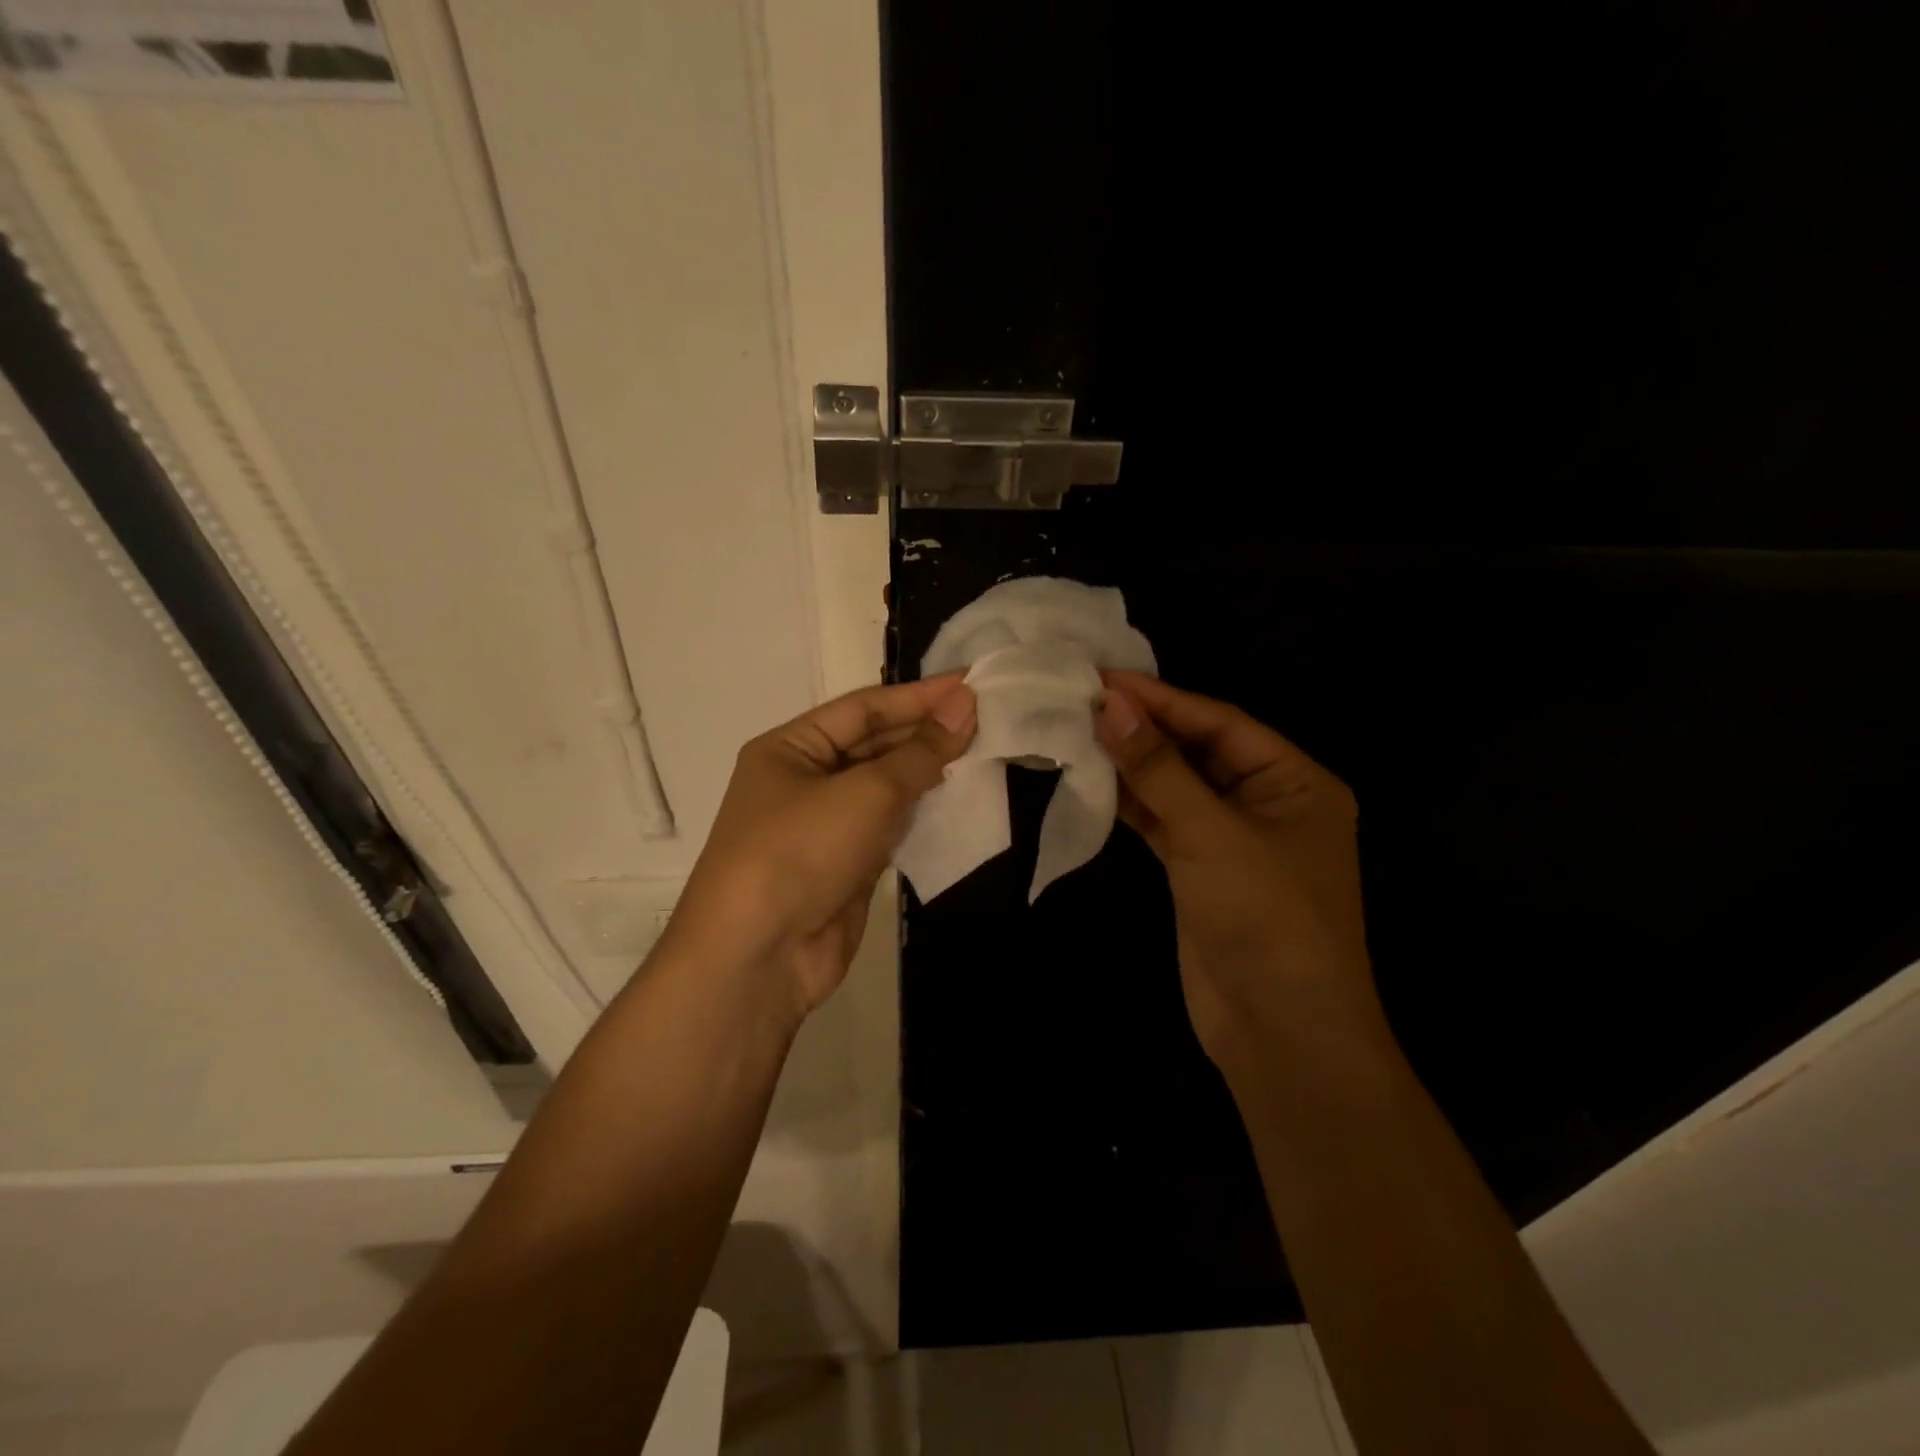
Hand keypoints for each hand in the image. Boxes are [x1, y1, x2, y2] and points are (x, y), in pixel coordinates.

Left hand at [665, 676, 976, 1021]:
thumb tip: (964, 706)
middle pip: (873, 744)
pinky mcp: (845, 865)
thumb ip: (919, 753)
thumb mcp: (864, 793)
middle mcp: (804, 780)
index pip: (863, 708)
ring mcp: (824, 825)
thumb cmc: (801, 852)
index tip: (971, 685)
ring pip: (884, 786)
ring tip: (981, 751)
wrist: (759, 958)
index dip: (919, 696)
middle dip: (925, 732)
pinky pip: (888, 826)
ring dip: (927, 772)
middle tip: (985, 718)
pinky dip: (920, 812)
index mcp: (790, 748)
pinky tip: (957, 799)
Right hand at [1095, 671, 1383, 1080]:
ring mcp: (1232, 838)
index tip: (1103, 677)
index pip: (1220, 722)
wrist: (1280, 1030)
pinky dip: (1133, 803)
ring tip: (1078, 730)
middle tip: (1082, 699)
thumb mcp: (1212, 832)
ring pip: (1177, 786)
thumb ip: (1159, 767)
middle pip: (1198, 750)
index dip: (1161, 698)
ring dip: (1133, 764)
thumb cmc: (1265, 916)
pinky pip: (1165, 821)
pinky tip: (1094, 780)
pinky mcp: (1202, 870)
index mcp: (1295, 781)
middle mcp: (1268, 801)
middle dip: (1144, 728)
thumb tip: (1111, 704)